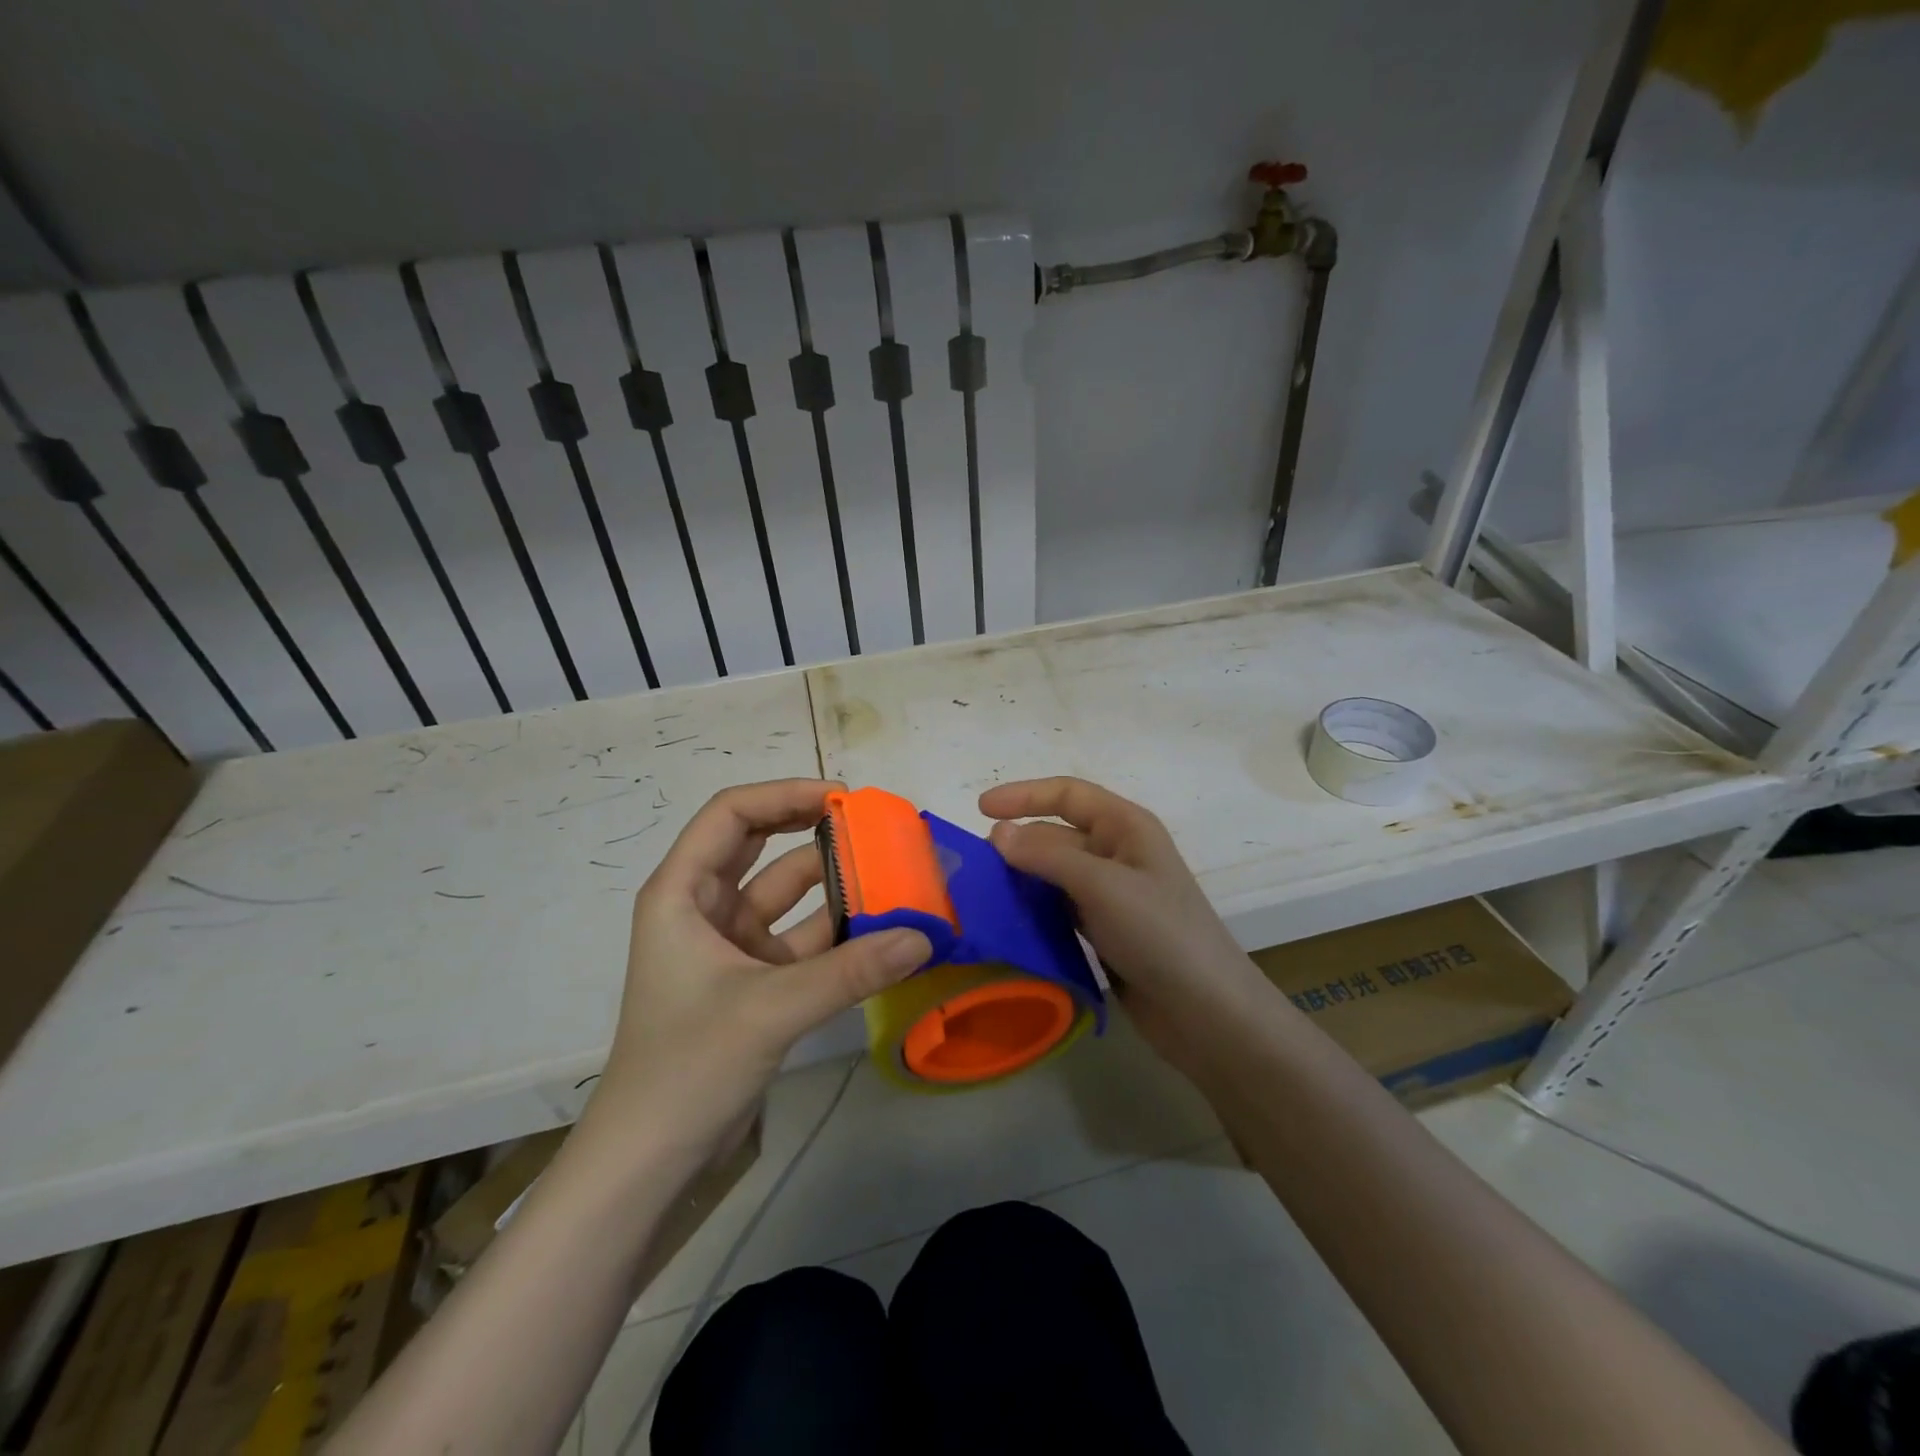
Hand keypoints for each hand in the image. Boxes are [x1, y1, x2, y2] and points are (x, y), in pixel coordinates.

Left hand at [583, 780, 930, 1158]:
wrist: (649, 1160)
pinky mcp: (753, 979)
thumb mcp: (770, 1009)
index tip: (843, 799)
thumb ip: (850, 971)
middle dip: (814, 830)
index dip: (785, 794)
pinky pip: (801, 938)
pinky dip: (838, 932)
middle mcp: (704, 907)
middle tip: (874, 826)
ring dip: (834, 884)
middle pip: (760, 844)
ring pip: (788, 894)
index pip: (731, 814)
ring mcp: (730, 945)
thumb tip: (923, 936)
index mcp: (682, 892)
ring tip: (893, 874)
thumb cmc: (687, 1067)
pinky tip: (883, 929)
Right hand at [979, 777, 1269, 1078]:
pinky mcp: (1104, 930)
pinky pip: (1059, 908)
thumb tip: (997, 834)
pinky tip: (1007, 922)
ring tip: (979, 894)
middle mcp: (1118, 853)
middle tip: (972, 867)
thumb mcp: (1103, 886)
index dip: (1024, 795)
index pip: (1068, 795)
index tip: (980, 810)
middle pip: (1057, 835)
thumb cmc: (1160, 934)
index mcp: (1126, 827)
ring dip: (1021, 879)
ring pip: (1054, 874)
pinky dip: (1033, 910)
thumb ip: (1047, 857)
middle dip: (1017, 844)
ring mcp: (1112, 894)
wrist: (1205, 1012)